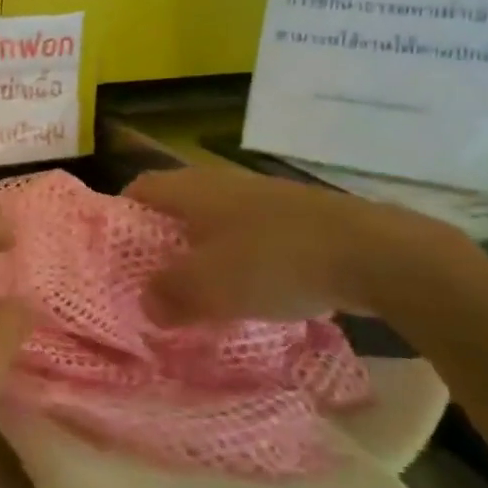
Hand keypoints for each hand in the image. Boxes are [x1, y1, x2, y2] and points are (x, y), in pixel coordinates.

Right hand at [125, 165, 459, 322]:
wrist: (375, 253)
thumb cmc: (275, 261)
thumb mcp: (208, 286)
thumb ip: (168, 296)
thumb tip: (147, 304)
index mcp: (192, 189)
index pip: (138, 189)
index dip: (120, 219)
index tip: (113, 257)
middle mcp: (221, 184)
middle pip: (175, 208)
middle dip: (160, 245)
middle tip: (150, 284)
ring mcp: (262, 199)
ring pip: (214, 226)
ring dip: (201, 257)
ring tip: (196, 297)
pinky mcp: (296, 219)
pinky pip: (250, 239)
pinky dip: (239, 264)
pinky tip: (248, 297)